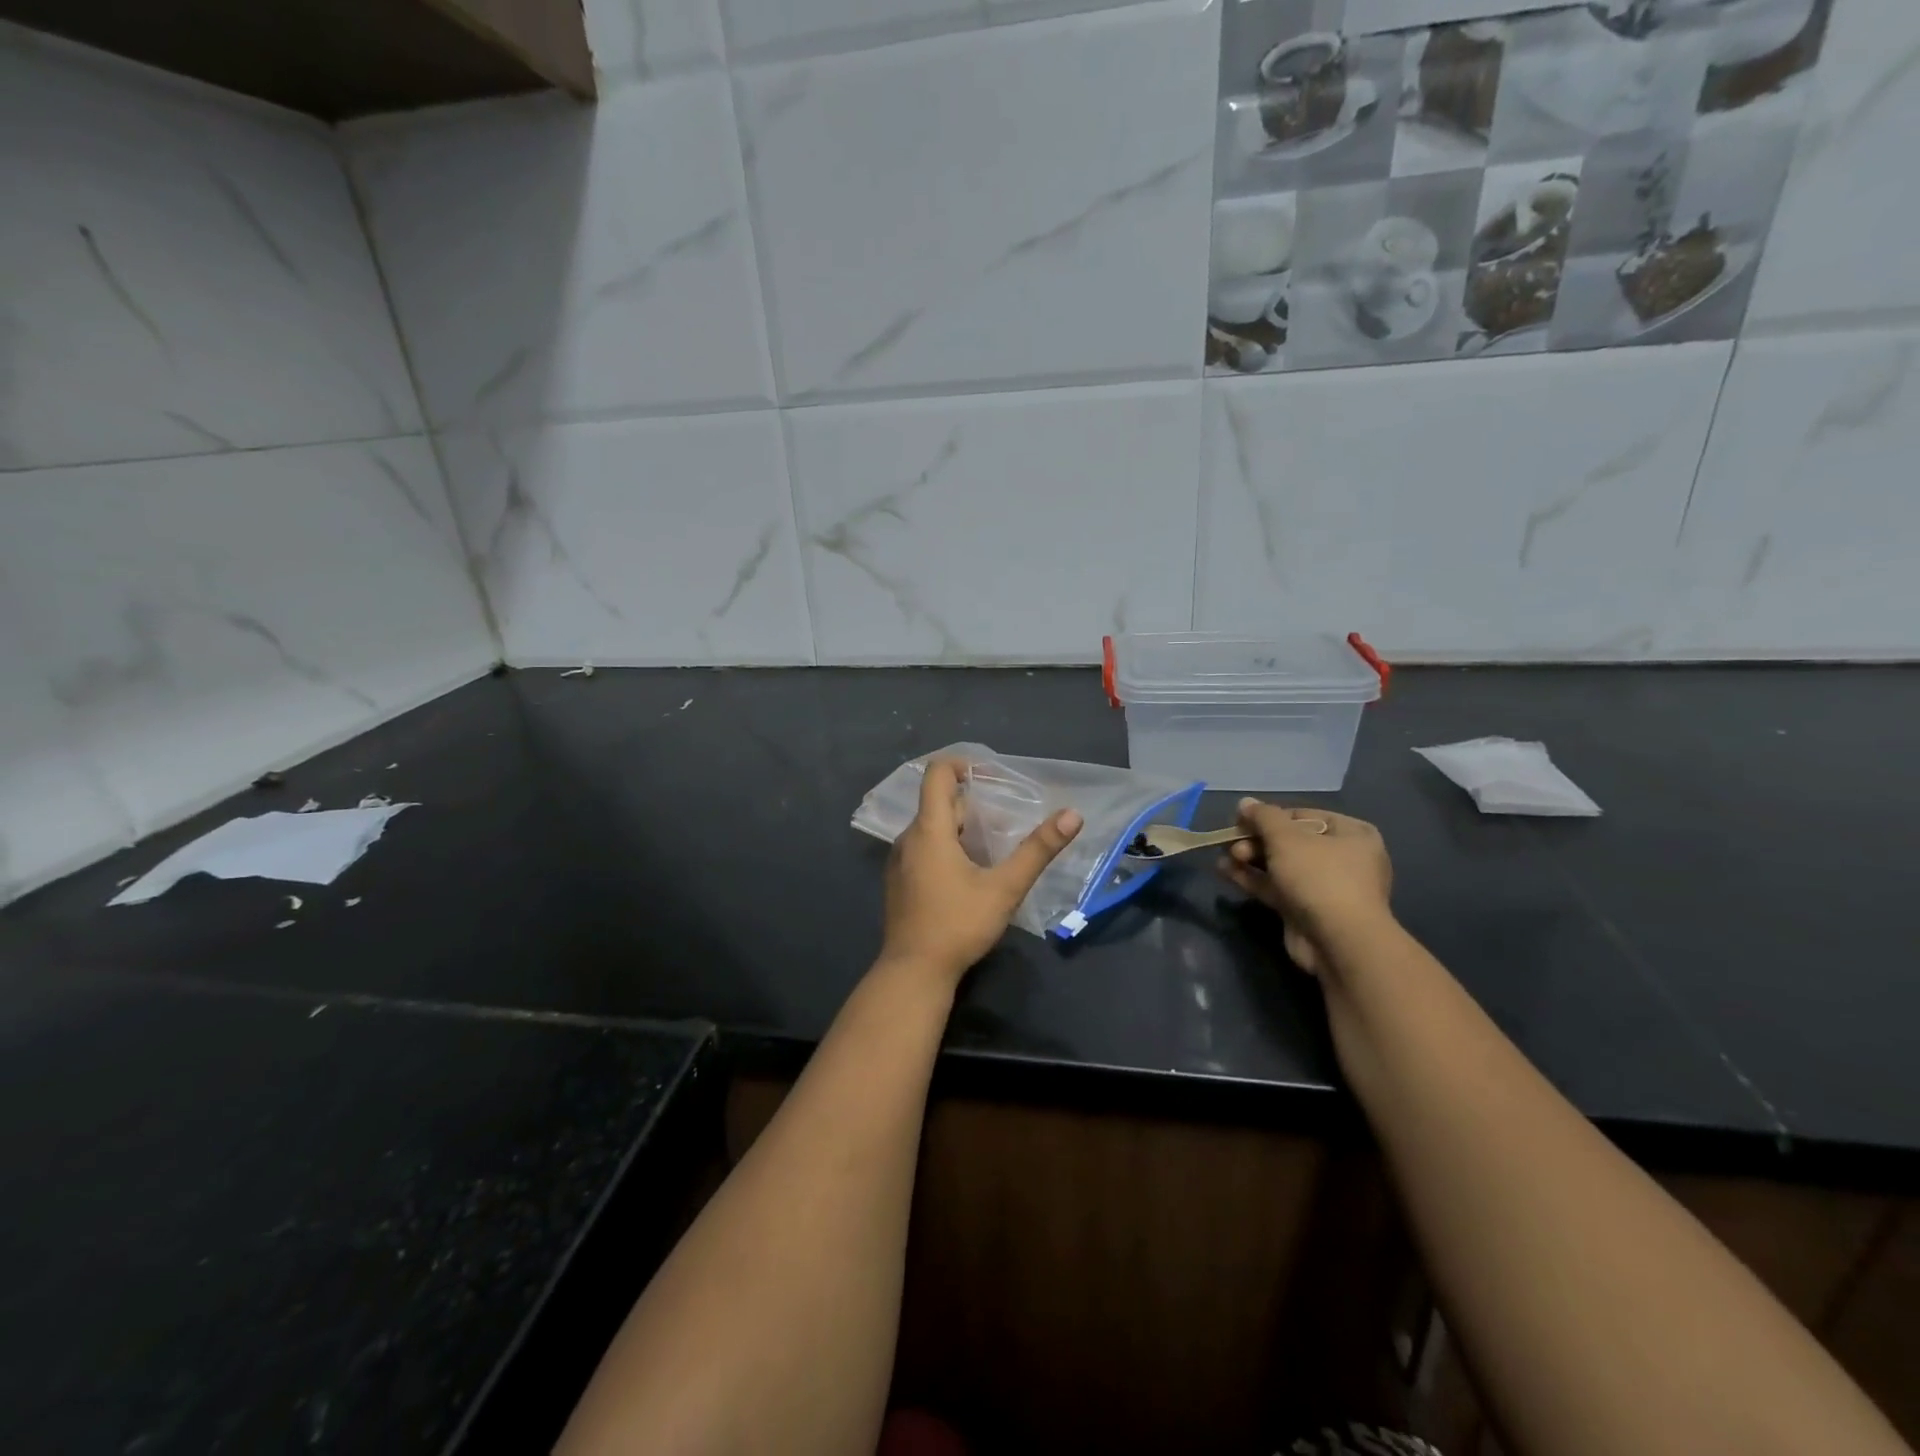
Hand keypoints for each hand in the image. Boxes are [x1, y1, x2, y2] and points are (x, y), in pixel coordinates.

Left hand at [880, 759, 1082, 984]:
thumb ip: (1038, 850)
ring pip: (933, 829)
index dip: (962, 765)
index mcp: (929, 830)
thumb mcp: (1005, 887)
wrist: (913, 972)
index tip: (991, 776)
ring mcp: (899, 861)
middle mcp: (908, 838)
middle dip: (975, 807)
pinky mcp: (899, 882)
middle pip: (940, 804)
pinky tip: (970, 876)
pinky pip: (924, 850)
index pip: (936, 774)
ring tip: (995, 851)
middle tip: (1008, 825)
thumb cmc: (958, 925)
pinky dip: (947, 849)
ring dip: (962, 830)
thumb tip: (1072, 815)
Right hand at [1216, 798, 1392, 975]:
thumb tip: (1245, 802)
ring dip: (1250, 859)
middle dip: (1256, 841)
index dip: (1270, 817)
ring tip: (1224, 856)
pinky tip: (1225, 871)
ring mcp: (1325, 888)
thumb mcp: (1287, 838)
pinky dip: (1252, 879)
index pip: (1303, 816)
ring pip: (1280, 866)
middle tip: (1233, 843)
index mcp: (1351, 834)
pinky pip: (1276, 888)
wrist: (1339, 942)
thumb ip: (1263, 817)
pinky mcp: (1306, 911)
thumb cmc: (1319, 877)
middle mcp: (1342, 859)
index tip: (1242, 820)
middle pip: (1290, 841)